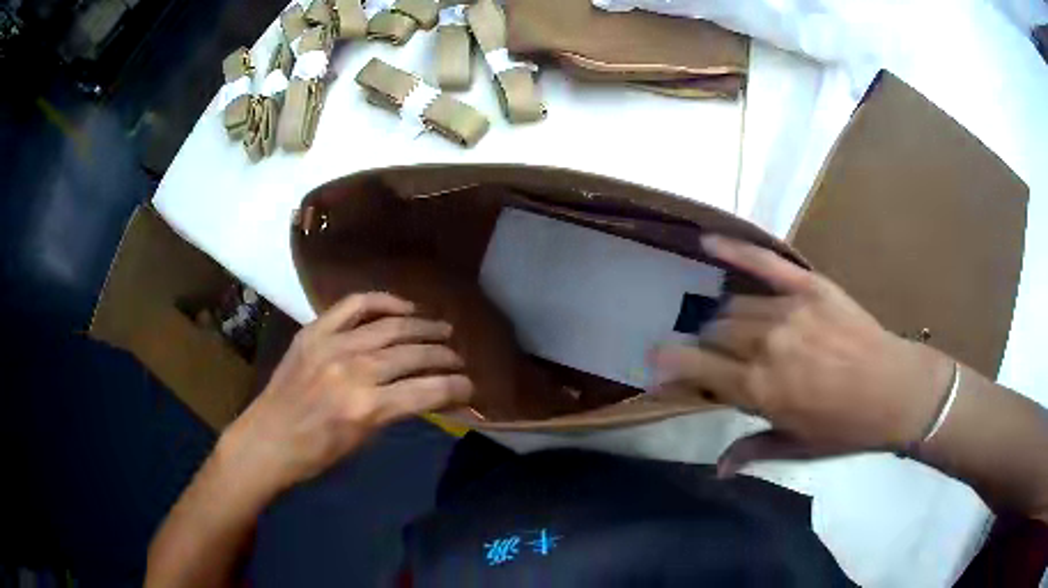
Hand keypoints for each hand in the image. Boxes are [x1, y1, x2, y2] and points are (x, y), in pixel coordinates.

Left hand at [218, 292, 472, 500]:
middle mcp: (353, 370)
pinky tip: (404, 307)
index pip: (427, 390)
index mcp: (367, 408)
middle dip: (445, 354)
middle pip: (414, 353)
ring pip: (391, 326)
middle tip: (459, 357)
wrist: (268, 438)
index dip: (456, 386)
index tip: (471, 386)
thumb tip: (427, 394)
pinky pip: (355, 305)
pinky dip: (384, 301)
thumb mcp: (363, 441)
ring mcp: (332, 345)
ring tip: (443, 328)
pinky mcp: (315, 331)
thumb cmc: (317, 453)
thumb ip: (395, 411)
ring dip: (423, 326)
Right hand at [651, 236, 954, 475]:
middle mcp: (765, 346)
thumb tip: (717, 469)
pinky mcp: (808, 287)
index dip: (671, 365)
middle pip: (715, 334)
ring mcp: (788, 311)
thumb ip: (753, 450)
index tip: (654, 361)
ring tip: (731, 328)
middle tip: (716, 357)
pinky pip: (763, 263)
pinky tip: (707, 242)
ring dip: (725, 319)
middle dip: (708, 347)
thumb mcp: (797, 447)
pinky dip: (734, 251)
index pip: (698, 369)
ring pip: (734, 306)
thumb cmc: (845, 427)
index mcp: (759, 390)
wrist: (896, 391)